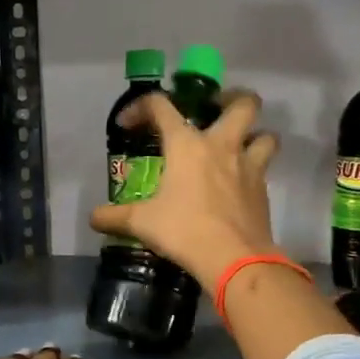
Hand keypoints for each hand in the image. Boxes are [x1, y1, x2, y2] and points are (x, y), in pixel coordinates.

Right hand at [88, 88, 280, 286]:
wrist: (233, 259)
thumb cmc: (184, 230)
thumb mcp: (142, 223)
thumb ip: (115, 217)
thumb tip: (93, 218)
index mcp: (187, 144)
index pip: (161, 106)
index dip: (141, 106)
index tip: (130, 123)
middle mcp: (222, 146)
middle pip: (243, 104)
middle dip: (233, 99)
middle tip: (217, 110)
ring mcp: (248, 167)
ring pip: (266, 136)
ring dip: (256, 136)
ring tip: (239, 146)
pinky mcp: (263, 191)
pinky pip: (264, 170)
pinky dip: (254, 172)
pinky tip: (239, 187)